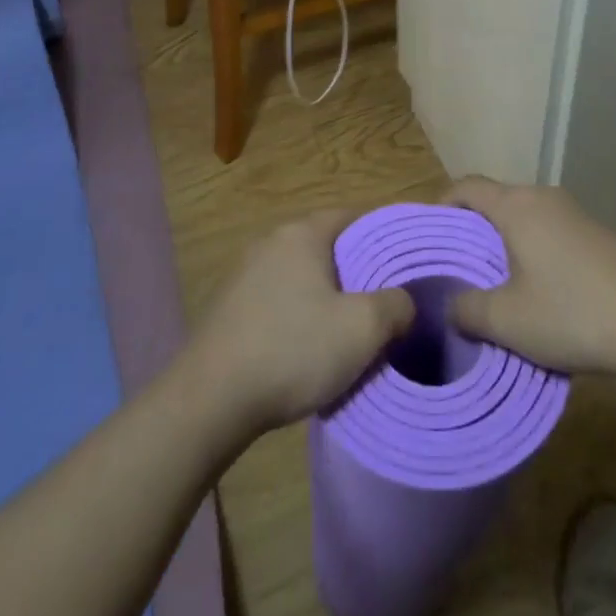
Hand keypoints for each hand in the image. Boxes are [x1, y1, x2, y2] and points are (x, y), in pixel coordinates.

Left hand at [186, 210, 414, 435]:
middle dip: (354, 269)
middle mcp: (271, 242)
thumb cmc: (293, 349)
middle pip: (325, 246)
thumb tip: (404, 301)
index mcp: (302, 234)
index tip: (403, 261)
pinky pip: (277, 299)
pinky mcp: (229, 306)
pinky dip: (297, 314)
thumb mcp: (362, 329)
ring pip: (300, 275)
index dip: (381, 235)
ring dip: (324, 295)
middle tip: (382, 299)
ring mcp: (245, 273)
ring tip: (349, 327)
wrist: (211, 398)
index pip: (351, 216)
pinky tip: (307, 347)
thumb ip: (395, 306)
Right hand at [444, 178, 615, 379]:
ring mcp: (573, 213)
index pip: (466, 187)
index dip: (441, 206)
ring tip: (491, 284)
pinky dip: (530, 250)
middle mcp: (543, 197)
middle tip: (455, 268)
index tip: (429, 237)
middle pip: (494, 200)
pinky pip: (547, 231)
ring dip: (502, 243)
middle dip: (471, 230)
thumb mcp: (508, 321)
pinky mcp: (595, 234)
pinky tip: (535, 290)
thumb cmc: (574, 314)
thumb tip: (448, 304)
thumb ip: (466, 310)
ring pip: (522, 217)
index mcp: (516, 205)